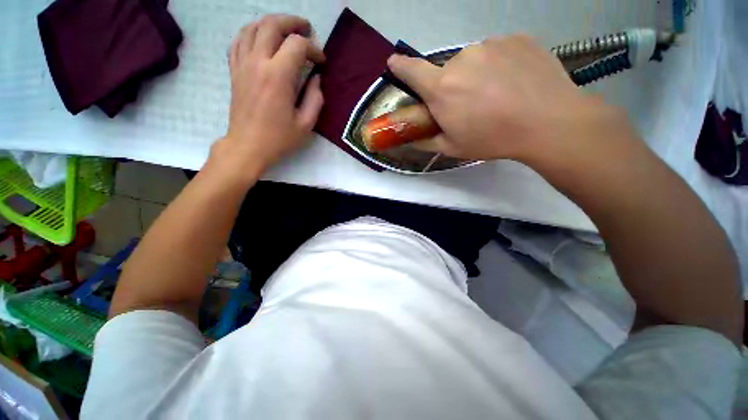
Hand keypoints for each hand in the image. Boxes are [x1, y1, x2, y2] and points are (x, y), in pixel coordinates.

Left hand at [212, 15, 324, 178]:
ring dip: (272, 23)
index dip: (313, 49)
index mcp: (278, 77)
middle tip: (306, 28)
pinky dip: (252, 33)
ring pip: (253, 27)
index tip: (321, 62)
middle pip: (272, 25)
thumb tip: (316, 79)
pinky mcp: (234, 70)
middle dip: (293, 22)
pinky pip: (239, 40)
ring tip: (286, 30)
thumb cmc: (279, 138)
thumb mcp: (306, 124)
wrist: (247, 146)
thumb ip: (315, 99)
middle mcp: (258, 62)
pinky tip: (261, 39)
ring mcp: (242, 64)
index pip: (297, 45)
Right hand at [387, 35, 623, 163]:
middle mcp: (462, 59)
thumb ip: (427, 141)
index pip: (412, 70)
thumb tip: (412, 137)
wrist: (548, 122)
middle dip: (451, 86)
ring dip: (476, 75)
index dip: (400, 67)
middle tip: (469, 105)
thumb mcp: (453, 148)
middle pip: (447, 71)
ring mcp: (491, 45)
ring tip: (496, 94)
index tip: (395, 65)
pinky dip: (499, 65)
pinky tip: (513, 82)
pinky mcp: (516, 38)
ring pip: (473, 60)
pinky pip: (497, 51)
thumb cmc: (493, 139)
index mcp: (442, 88)